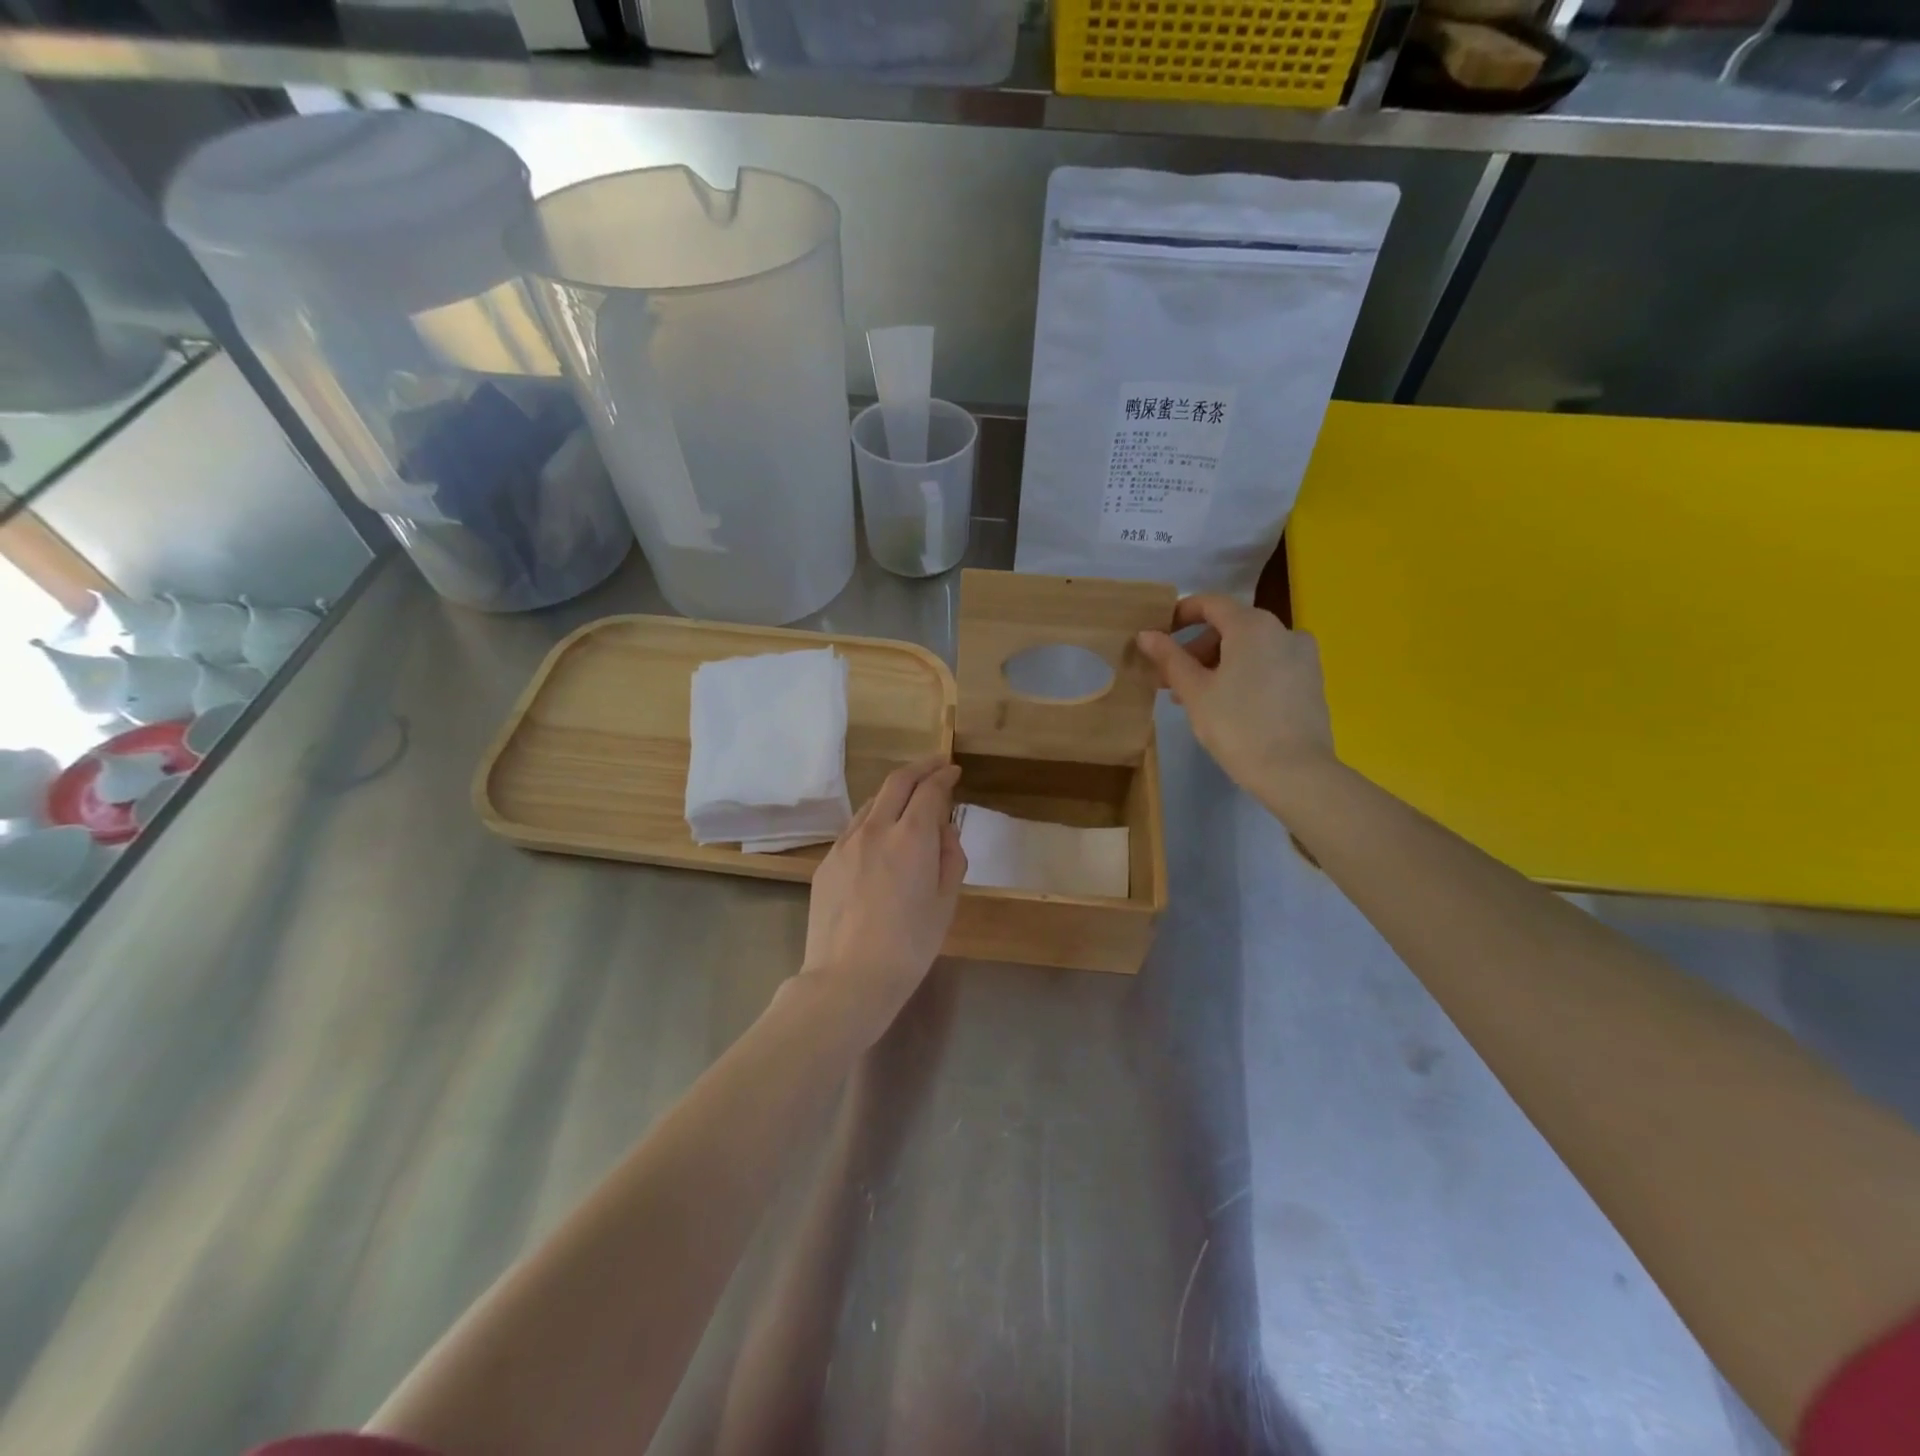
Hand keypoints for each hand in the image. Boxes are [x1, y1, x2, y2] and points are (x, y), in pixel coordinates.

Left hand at [798, 758, 966, 1044]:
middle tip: (936, 765)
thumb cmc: (909, 946)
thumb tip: (943, 831)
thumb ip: (950, 858)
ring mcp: (845, 844)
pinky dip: (874, 819)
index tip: (954, 771)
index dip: (945, 775)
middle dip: (920, 767)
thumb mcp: (945, 903)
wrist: (848, 978)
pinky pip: (854, 828)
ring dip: (894, 792)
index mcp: (911, 837)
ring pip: (872, 802)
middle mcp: (876, 829)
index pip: (930, 790)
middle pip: (897, 782)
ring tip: (909, 800)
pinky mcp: (826, 862)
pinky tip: (880, 836)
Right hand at [1136, 596, 1336, 811]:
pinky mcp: (1312, 680)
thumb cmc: (1237, 727)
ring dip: (1219, 664)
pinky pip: (1269, 664)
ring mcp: (1303, 655)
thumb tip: (1146, 634)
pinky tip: (1229, 705)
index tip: (1159, 635)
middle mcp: (1283, 630)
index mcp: (1252, 626)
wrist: (1295, 772)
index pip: (1210, 603)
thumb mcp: (1195, 692)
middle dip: (1197, 649)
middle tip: (1172, 680)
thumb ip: (1170, 658)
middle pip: (1231, 627)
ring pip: (1250, 648)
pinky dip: (1245, 674)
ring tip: (1196, 698)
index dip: (1180, 614)